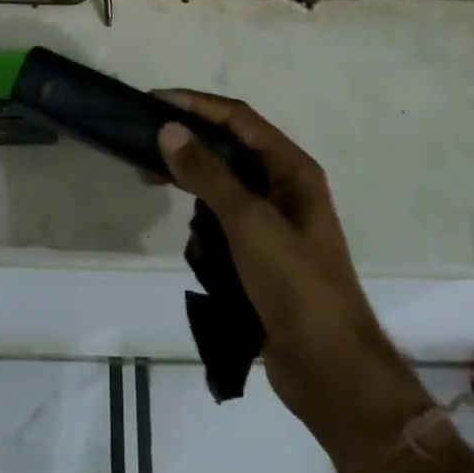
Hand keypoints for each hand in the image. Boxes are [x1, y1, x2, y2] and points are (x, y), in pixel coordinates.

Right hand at [158, 93, 431, 462]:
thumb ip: (208, 173)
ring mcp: (273, 224)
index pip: (239, 118)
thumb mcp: (249, 223)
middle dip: (188, 145)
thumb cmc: (296, 285)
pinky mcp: (260, 256)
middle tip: (142, 143)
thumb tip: (168, 128)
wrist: (331, 372)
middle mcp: (284, 188)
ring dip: (193, 186)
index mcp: (292, 170)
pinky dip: (203, 226)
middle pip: (229, 149)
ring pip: (222, 188)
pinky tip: (191, 243)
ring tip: (151, 182)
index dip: (197, 104)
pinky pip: (223, 224)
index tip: (154, 100)